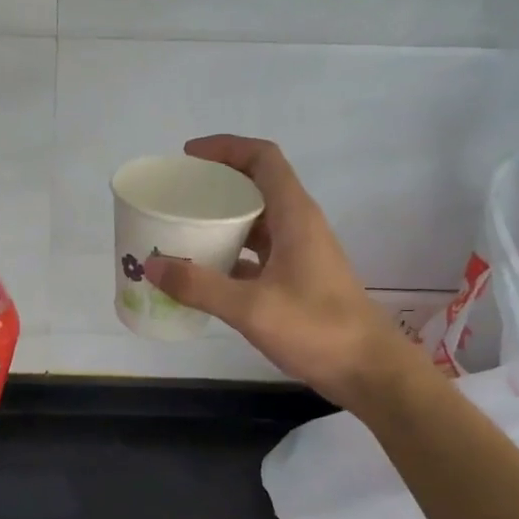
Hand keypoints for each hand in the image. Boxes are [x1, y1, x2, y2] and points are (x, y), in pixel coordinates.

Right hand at [143, 135, 420, 409]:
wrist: (367, 370)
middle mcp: (298, 225)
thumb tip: (151, 266)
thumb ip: (199, 286)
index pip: (262, 159)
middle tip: (176, 198)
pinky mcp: (296, 278)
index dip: (226, 148)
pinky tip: (202, 274)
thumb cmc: (317, 329)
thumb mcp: (251, 307)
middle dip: (216, 186)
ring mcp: (299, 253)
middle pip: (256, 187)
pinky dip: (229, 255)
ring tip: (181, 232)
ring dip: (221, 223)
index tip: (189, 157)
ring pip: (255, 223)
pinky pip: (256, 254)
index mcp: (294, 216)